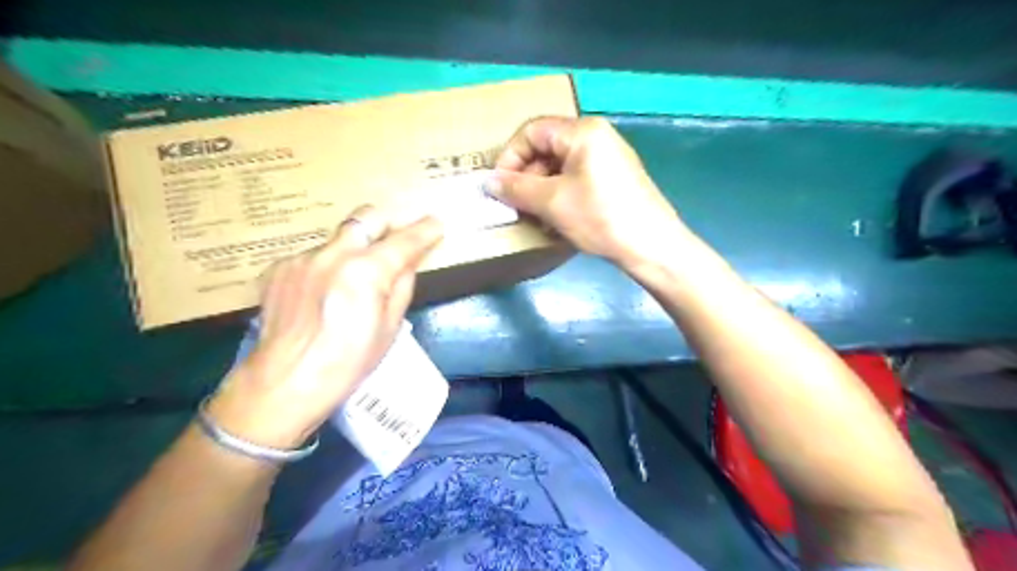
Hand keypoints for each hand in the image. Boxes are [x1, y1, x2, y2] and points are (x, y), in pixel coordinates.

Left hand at [207, 206, 444, 448]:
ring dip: (353, 250)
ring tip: (350, 282)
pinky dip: (326, 267)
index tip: (435, 224)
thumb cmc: (349, 362)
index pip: (404, 240)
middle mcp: (333, 254)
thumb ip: (402, 285)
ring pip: (338, 239)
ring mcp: (302, 258)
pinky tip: (321, 295)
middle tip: (394, 243)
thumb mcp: (390, 327)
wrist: (286, 381)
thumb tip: (408, 262)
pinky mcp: (279, 268)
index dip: (425, 230)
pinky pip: (313, 256)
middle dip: (386, 225)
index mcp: (365, 271)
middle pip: (366, 217)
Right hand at [492, 116, 689, 269]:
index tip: (499, 186)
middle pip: (547, 148)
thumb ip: (516, 188)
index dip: (510, 156)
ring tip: (535, 216)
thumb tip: (487, 181)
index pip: (532, 131)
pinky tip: (556, 219)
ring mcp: (608, 158)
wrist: (652, 246)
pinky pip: (577, 179)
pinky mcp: (614, 180)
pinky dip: (560, 196)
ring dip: (541, 190)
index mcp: (582, 131)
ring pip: (560, 167)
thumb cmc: (600, 218)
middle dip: (526, 176)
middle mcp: (597, 137)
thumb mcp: (552, 202)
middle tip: (516, 205)